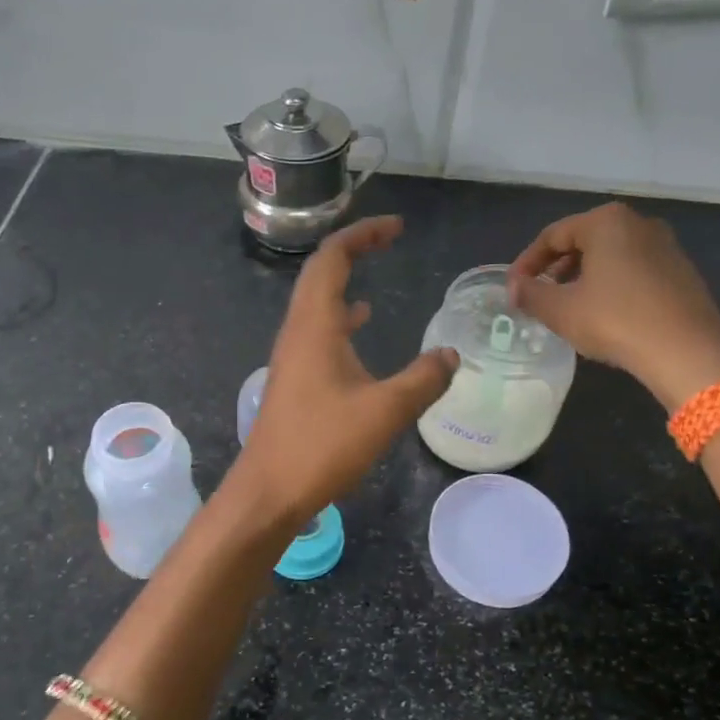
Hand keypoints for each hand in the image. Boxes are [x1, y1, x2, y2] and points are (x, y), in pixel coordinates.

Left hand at [234, 216, 456, 523]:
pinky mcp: (294, 378)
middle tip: (389, 240)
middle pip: (320, 273)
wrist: (269, 491)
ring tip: (375, 271)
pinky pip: (317, 329)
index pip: (332, 258)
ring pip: (316, 301)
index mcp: (314, 325)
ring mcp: (292, 355)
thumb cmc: (322, 446)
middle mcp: (297, 331)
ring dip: (344, 281)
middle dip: (354, 249)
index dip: (363, 235)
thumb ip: (423, 379)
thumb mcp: (384, 411)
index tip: (396, 228)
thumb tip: (451, 355)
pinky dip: (341, 316)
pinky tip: (360, 327)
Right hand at [506, 202, 719, 410]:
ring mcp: (666, 245)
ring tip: (567, 306)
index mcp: (606, 222)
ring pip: (610, 255)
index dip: (526, 262)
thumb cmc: (615, 321)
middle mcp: (638, 223)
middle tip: (539, 295)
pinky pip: (634, 269)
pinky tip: (604, 312)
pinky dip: (611, 284)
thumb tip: (514, 288)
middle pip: (583, 240)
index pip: (553, 235)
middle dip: (556, 268)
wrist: (686, 352)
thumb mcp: (560, 310)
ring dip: (583, 276)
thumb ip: (530, 294)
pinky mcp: (682, 270)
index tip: (513, 288)